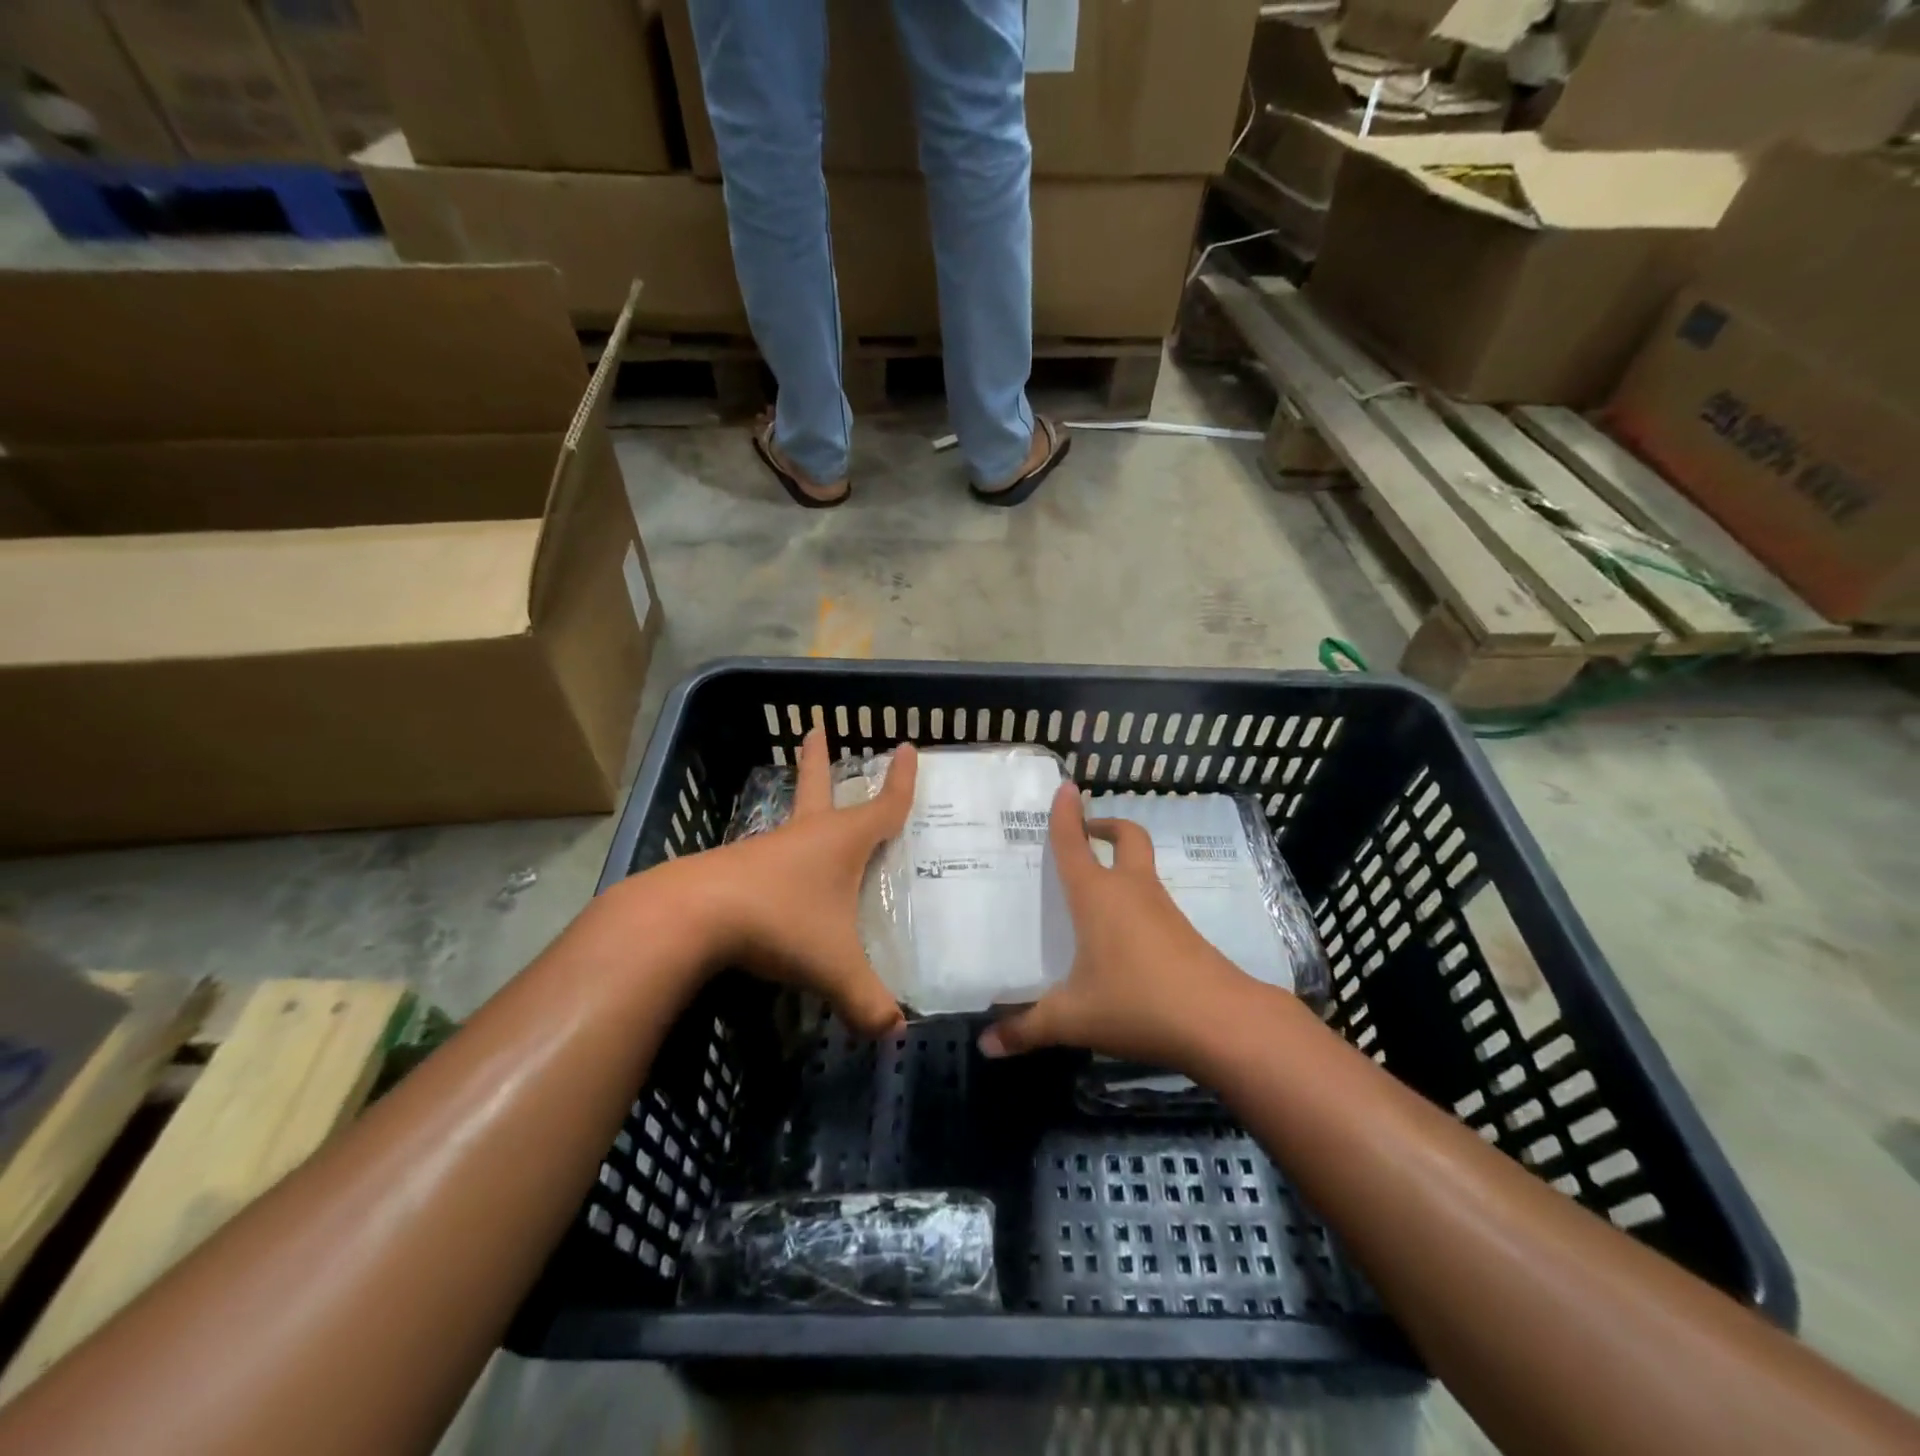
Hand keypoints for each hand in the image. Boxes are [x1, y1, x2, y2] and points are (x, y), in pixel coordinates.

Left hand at [692, 727, 916, 1036]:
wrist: (691, 917)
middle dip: (820, 760)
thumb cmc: (779, 923)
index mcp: (840, 841)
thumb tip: (894, 1033)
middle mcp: (804, 835)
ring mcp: (765, 849)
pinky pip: (768, 859)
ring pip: (791, 823)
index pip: (884, 806)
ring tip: (810, 815)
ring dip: (801, 809)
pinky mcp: (735, 870)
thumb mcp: (833, 966)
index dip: (901, 782)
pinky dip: (779, 859)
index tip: (907, 748)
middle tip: (814, 729)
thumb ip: (866, 1001)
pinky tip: (777, 880)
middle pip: (818, 787)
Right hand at [979, 783, 1258, 1071]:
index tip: (1066, 786)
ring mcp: (1162, 909)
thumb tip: (986, 1046)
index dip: (1066, 815)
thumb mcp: (1073, 1019)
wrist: (1220, 1021)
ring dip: (1122, 863)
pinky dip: (1135, 899)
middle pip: (1126, 838)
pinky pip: (1152, 901)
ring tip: (1093, 890)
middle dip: (1106, 827)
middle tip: (1087, 833)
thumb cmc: (1137, 1003)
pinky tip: (1121, 936)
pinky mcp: (1183, 933)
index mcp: (1097, 896)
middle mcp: (1131, 891)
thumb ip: (1027, 1029)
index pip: (1074, 844)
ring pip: (1142, 868)